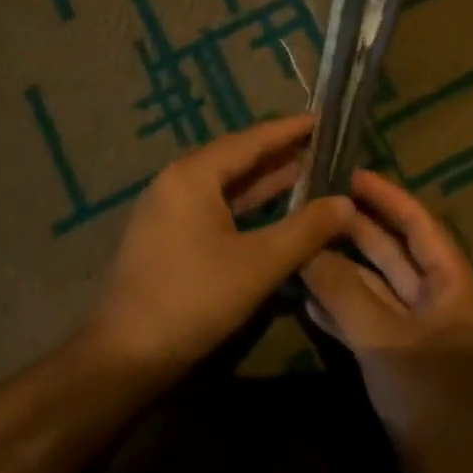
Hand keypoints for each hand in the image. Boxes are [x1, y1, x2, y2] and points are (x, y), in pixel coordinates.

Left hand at [81, 115, 356, 382]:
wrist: (125, 354)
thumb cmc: (194, 299)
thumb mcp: (259, 264)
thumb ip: (306, 229)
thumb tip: (347, 202)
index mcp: (194, 174)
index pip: (252, 140)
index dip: (290, 130)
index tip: (323, 119)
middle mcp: (177, 179)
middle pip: (236, 157)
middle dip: (279, 153)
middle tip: (322, 147)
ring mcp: (168, 206)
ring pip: (225, 183)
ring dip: (263, 180)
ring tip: (307, 172)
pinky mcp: (166, 232)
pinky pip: (213, 204)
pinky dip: (245, 203)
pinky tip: (271, 210)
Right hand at [302, 170, 472, 472]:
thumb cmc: (437, 404)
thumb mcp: (386, 341)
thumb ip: (343, 291)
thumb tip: (305, 249)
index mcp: (453, 286)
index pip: (419, 224)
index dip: (386, 196)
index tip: (348, 172)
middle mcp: (438, 304)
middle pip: (394, 254)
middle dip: (356, 229)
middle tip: (312, 204)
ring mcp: (419, 338)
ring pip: (376, 290)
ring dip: (342, 270)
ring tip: (300, 244)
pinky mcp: (401, 369)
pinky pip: (367, 325)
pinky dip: (340, 310)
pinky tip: (305, 299)